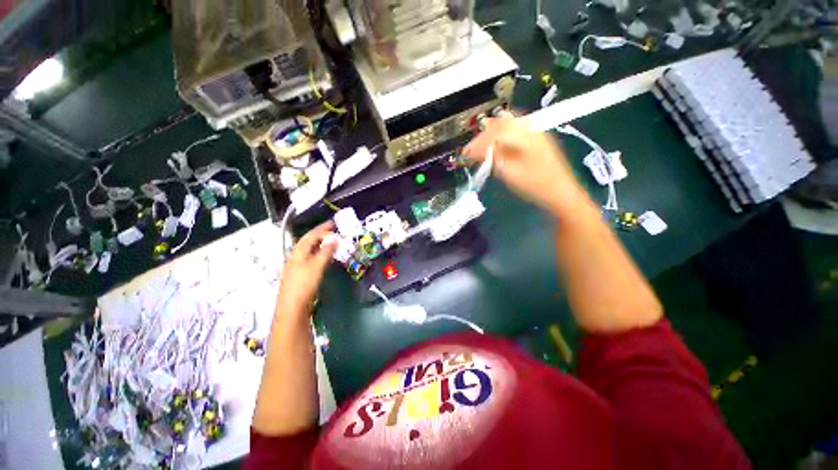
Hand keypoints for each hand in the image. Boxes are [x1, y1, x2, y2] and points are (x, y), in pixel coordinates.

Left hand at [277, 221, 337, 319]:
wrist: (292, 307)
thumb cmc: (304, 284)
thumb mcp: (316, 266)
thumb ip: (326, 252)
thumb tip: (334, 240)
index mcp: (298, 253)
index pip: (310, 236)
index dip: (322, 228)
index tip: (333, 223)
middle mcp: (295, 256)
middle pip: (308, 241)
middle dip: (321, 234)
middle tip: (333, 231)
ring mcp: (296, 265)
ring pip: (309, 250)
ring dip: (320, 244)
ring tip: (331, 241)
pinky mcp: (300, 273)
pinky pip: (311, 257)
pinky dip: (319, 253)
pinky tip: (324, 256)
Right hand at [464, 117, 584, 213]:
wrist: (561, 192)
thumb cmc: (535, 185)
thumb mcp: (510, 173)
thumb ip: (492, 158)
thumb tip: (475, 151)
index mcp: (524, 134)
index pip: (494, 132)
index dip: (477, 143)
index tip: (465, 154)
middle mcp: (530, 127)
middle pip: (500, 124)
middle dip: (482, 137)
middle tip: (470, 151)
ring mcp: (535, 131)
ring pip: (507, 125)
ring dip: (491, 135)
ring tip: (479, 148)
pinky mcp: (536, 138)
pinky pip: (514, 131)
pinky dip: (501, 137)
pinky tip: (495, 146)